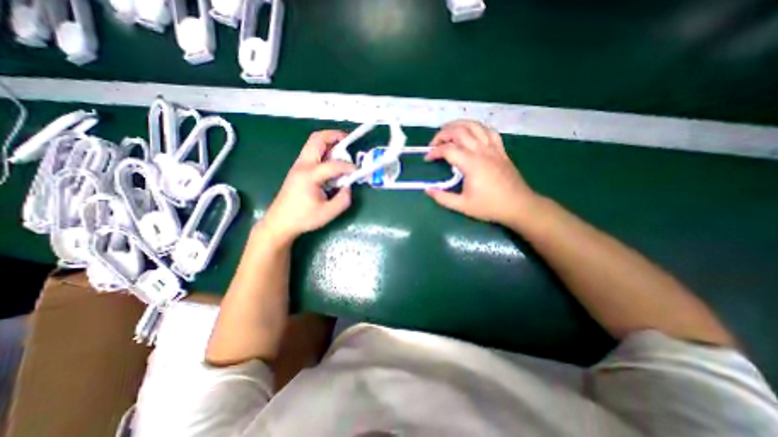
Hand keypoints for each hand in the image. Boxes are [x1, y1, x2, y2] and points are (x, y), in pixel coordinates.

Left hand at [262, 129, 356, 245]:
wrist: (279, 222)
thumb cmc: (303, 218)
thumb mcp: (328, 213)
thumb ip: (343, 199)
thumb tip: (348, 186)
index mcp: (309, 175)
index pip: (333, 165)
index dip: (348, 166)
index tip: (357, 172)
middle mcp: (302, 165)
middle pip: (317, 139)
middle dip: (334, 136)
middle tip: (348, 141)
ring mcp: (298, 165)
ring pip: (313, 144)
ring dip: (329, 143)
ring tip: (342, 151)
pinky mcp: (298, 169)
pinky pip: (312, 152)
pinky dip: (324, 151)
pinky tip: (332, 162)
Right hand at [424, 119, 538, 225]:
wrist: (519, 205)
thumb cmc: (490, 206)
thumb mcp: (463, 206)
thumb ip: (443, 198)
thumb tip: (427, 190)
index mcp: (471, 164)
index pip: (448, 149)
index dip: (434, 152)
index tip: (427, 159)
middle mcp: (481, 151)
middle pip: (459, 131)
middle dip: (443, 134)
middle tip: (434, 144)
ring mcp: (493, 148)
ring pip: (475, 126)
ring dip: (459, 125)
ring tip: (449, 133)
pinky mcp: (501, 150)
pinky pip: (489, 131)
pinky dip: (477, 128)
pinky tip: (472, 134)